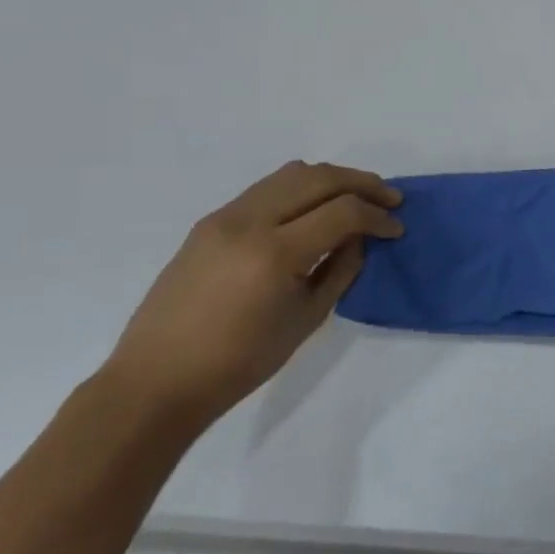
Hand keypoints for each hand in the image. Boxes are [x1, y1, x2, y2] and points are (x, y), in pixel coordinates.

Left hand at [102, 162, 402, 428]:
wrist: (158, 380)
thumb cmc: (240, 361)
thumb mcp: (307, 318)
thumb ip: (340, 270)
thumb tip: (360, 239)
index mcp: (274, 253)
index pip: (342, 211)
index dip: (377, 216)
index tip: (397, 229)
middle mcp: (248, 222)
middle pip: (319, 178)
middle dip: (362, 183)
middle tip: (390, 198)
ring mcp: (224, 217)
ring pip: (291, 173)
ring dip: (331, 178)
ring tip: (357, 194)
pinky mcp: (210, 222)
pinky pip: (266, 189)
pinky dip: (300, 188)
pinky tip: (315, 207)